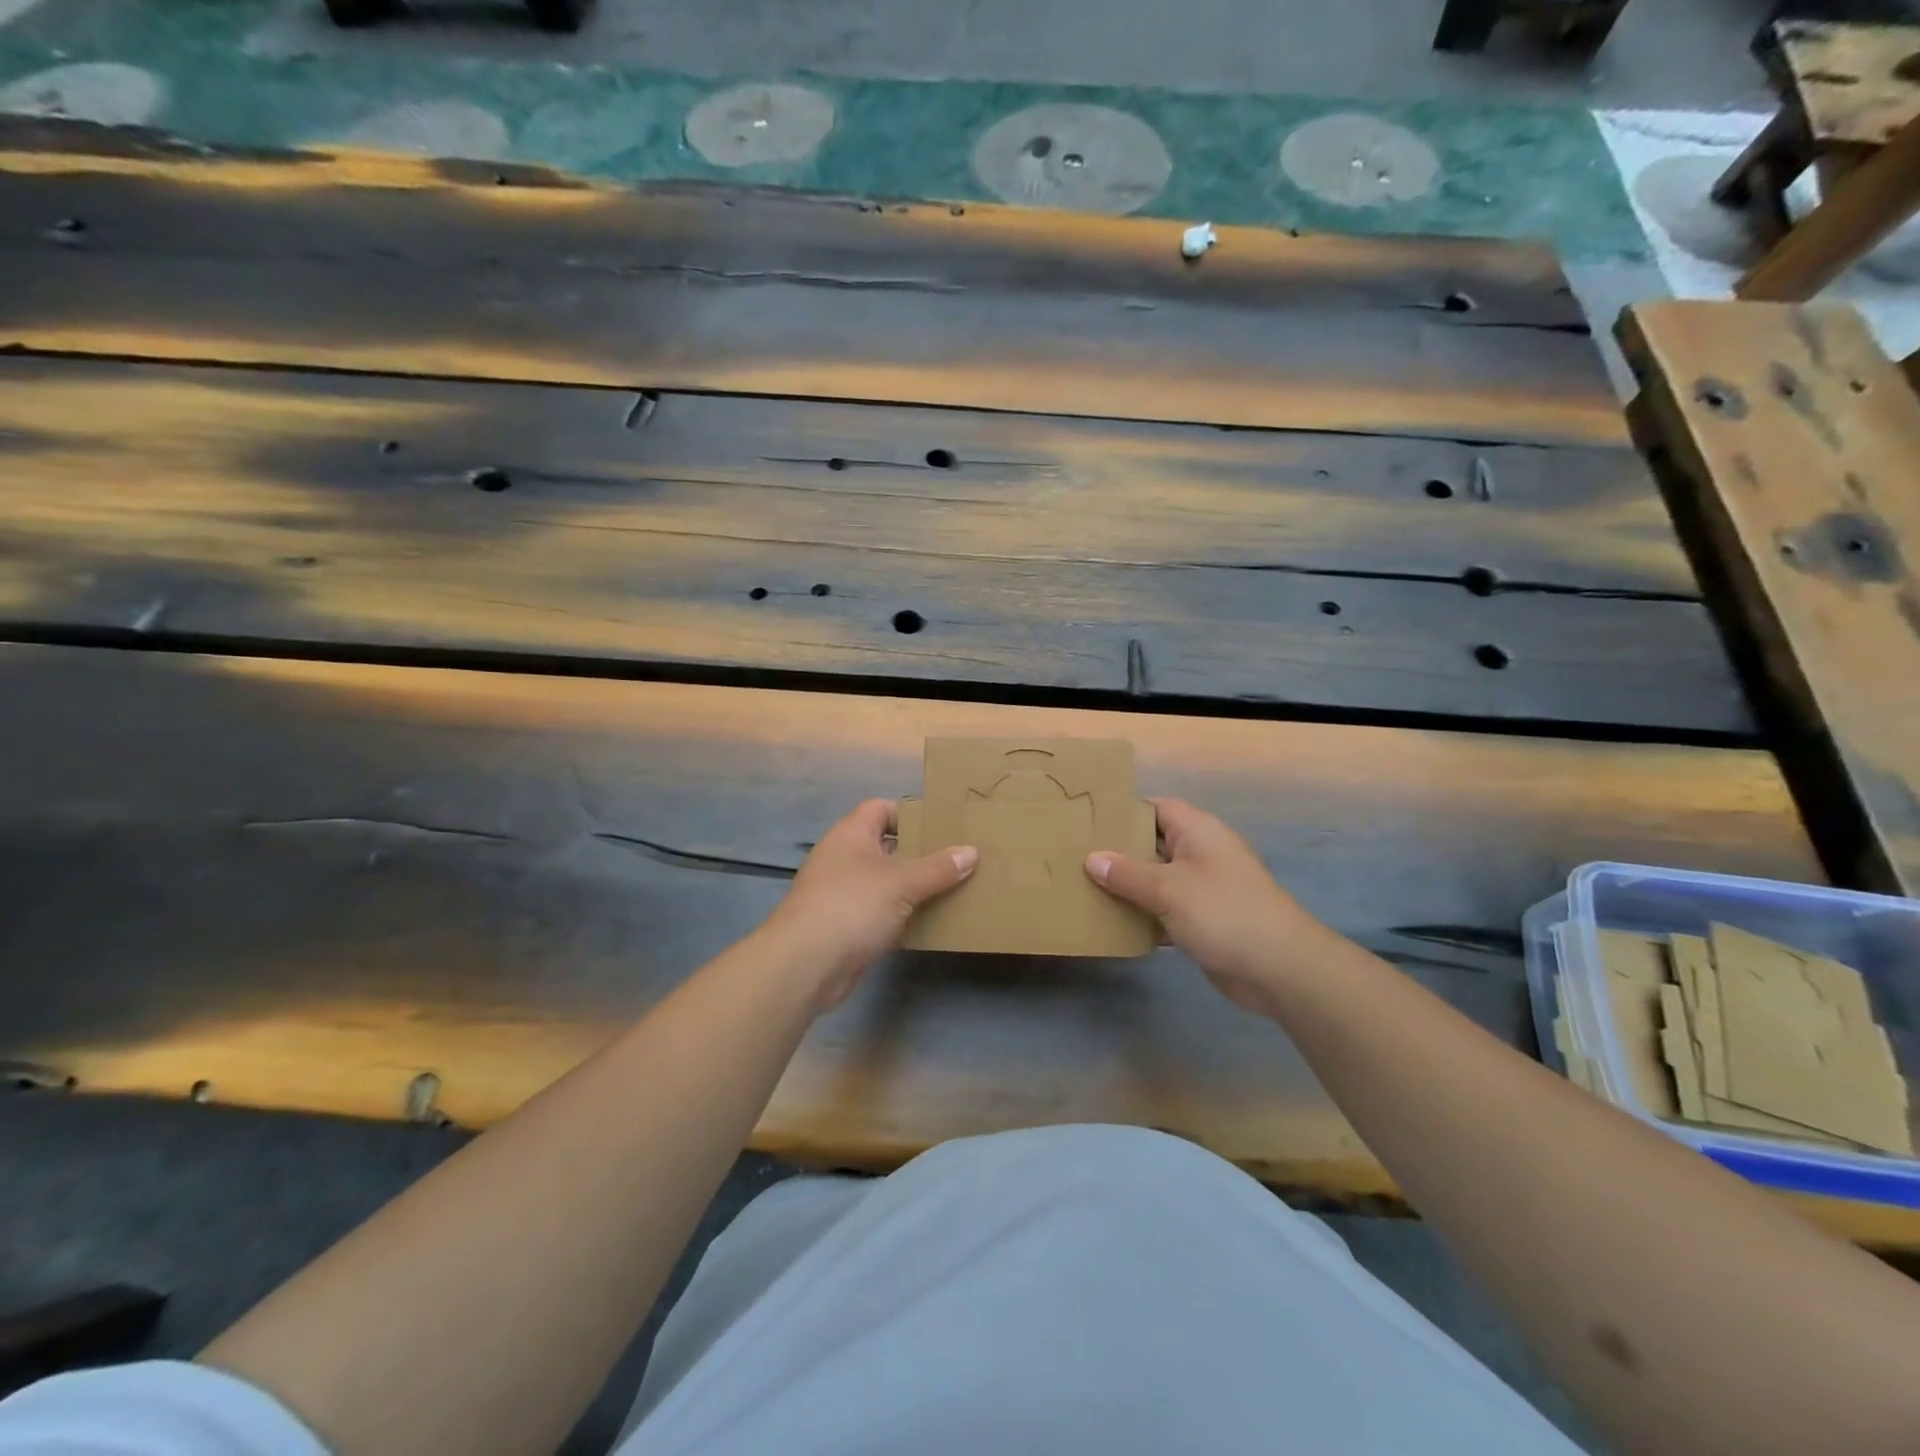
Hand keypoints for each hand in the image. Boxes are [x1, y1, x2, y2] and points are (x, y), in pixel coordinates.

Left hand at [764, 799, 976, 1012]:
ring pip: (888, 883)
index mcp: (851, 835)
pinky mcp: (849, 927)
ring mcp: (845, 894)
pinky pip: (884, 914)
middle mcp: (845, 859)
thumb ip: (938, 868)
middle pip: (888, 847)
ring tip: (957, 887)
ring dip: (917, 888)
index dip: (911, 813)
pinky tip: (935, 922)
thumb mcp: (901, 882)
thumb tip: (971, 851)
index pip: (881, 809)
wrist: (806, 965)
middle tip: (960, 856)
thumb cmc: (852, 906)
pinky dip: (906, 917)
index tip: (944, 824)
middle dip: (922, 853)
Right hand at [1085, 797, 1328, 1017]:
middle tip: (1076, 856)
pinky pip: (1165, 909)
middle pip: (1153, 844)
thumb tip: (1092, 858)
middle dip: (1119, 851)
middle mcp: (1201, 853)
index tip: (1088, 821)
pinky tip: (1113, 923)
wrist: (1279, 968)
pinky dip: (1144, 914)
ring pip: (1157, 879)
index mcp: (1198, 832)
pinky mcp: (1203, 920)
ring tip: (1085, 888)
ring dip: (1128, 886)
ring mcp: (1203, 888)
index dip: (1124, 812)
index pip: (1156, 808)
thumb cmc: (1223, 913)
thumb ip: (1127, 873)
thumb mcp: (1168, 889)